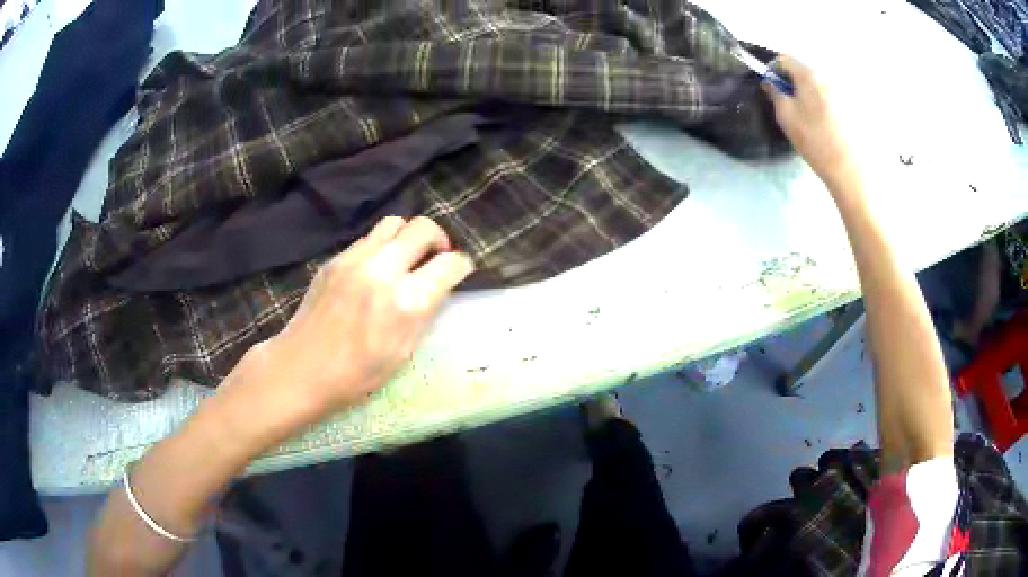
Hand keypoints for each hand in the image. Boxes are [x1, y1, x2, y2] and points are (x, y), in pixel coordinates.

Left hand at [231, 216, 474, 425]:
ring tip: (406, 258)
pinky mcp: (335, 259)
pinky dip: (382, 246)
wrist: (301, 368)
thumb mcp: (403, 352)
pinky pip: (368, 238)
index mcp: (406, 302)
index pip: (449, 263)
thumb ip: (424, 313)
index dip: (461, 266)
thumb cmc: (356, 375)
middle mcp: (383, 270)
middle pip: (423, 228)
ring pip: (395, 222)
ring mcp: (355, 259)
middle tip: (435, 258)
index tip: (459, 272)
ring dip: (408, 236)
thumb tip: (438, 287)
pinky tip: (375, 270)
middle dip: (438, 239)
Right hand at [764, 56, 854, 184]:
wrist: (848, 167)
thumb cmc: (814, 140)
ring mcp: (841, 90)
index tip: (773, 89)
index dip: (774, 71)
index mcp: (809, 74)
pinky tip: (825, 124)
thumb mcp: (786, 117)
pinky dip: (823, 103)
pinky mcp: (851, 105)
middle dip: (793, 82)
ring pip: (817, 84)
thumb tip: (771, 83)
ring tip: (809, 117)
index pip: (784, 59)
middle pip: (803, 70)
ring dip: (809, 93)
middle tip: (791, 106)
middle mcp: (826, 76)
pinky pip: (830, 95)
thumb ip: (775, 93)